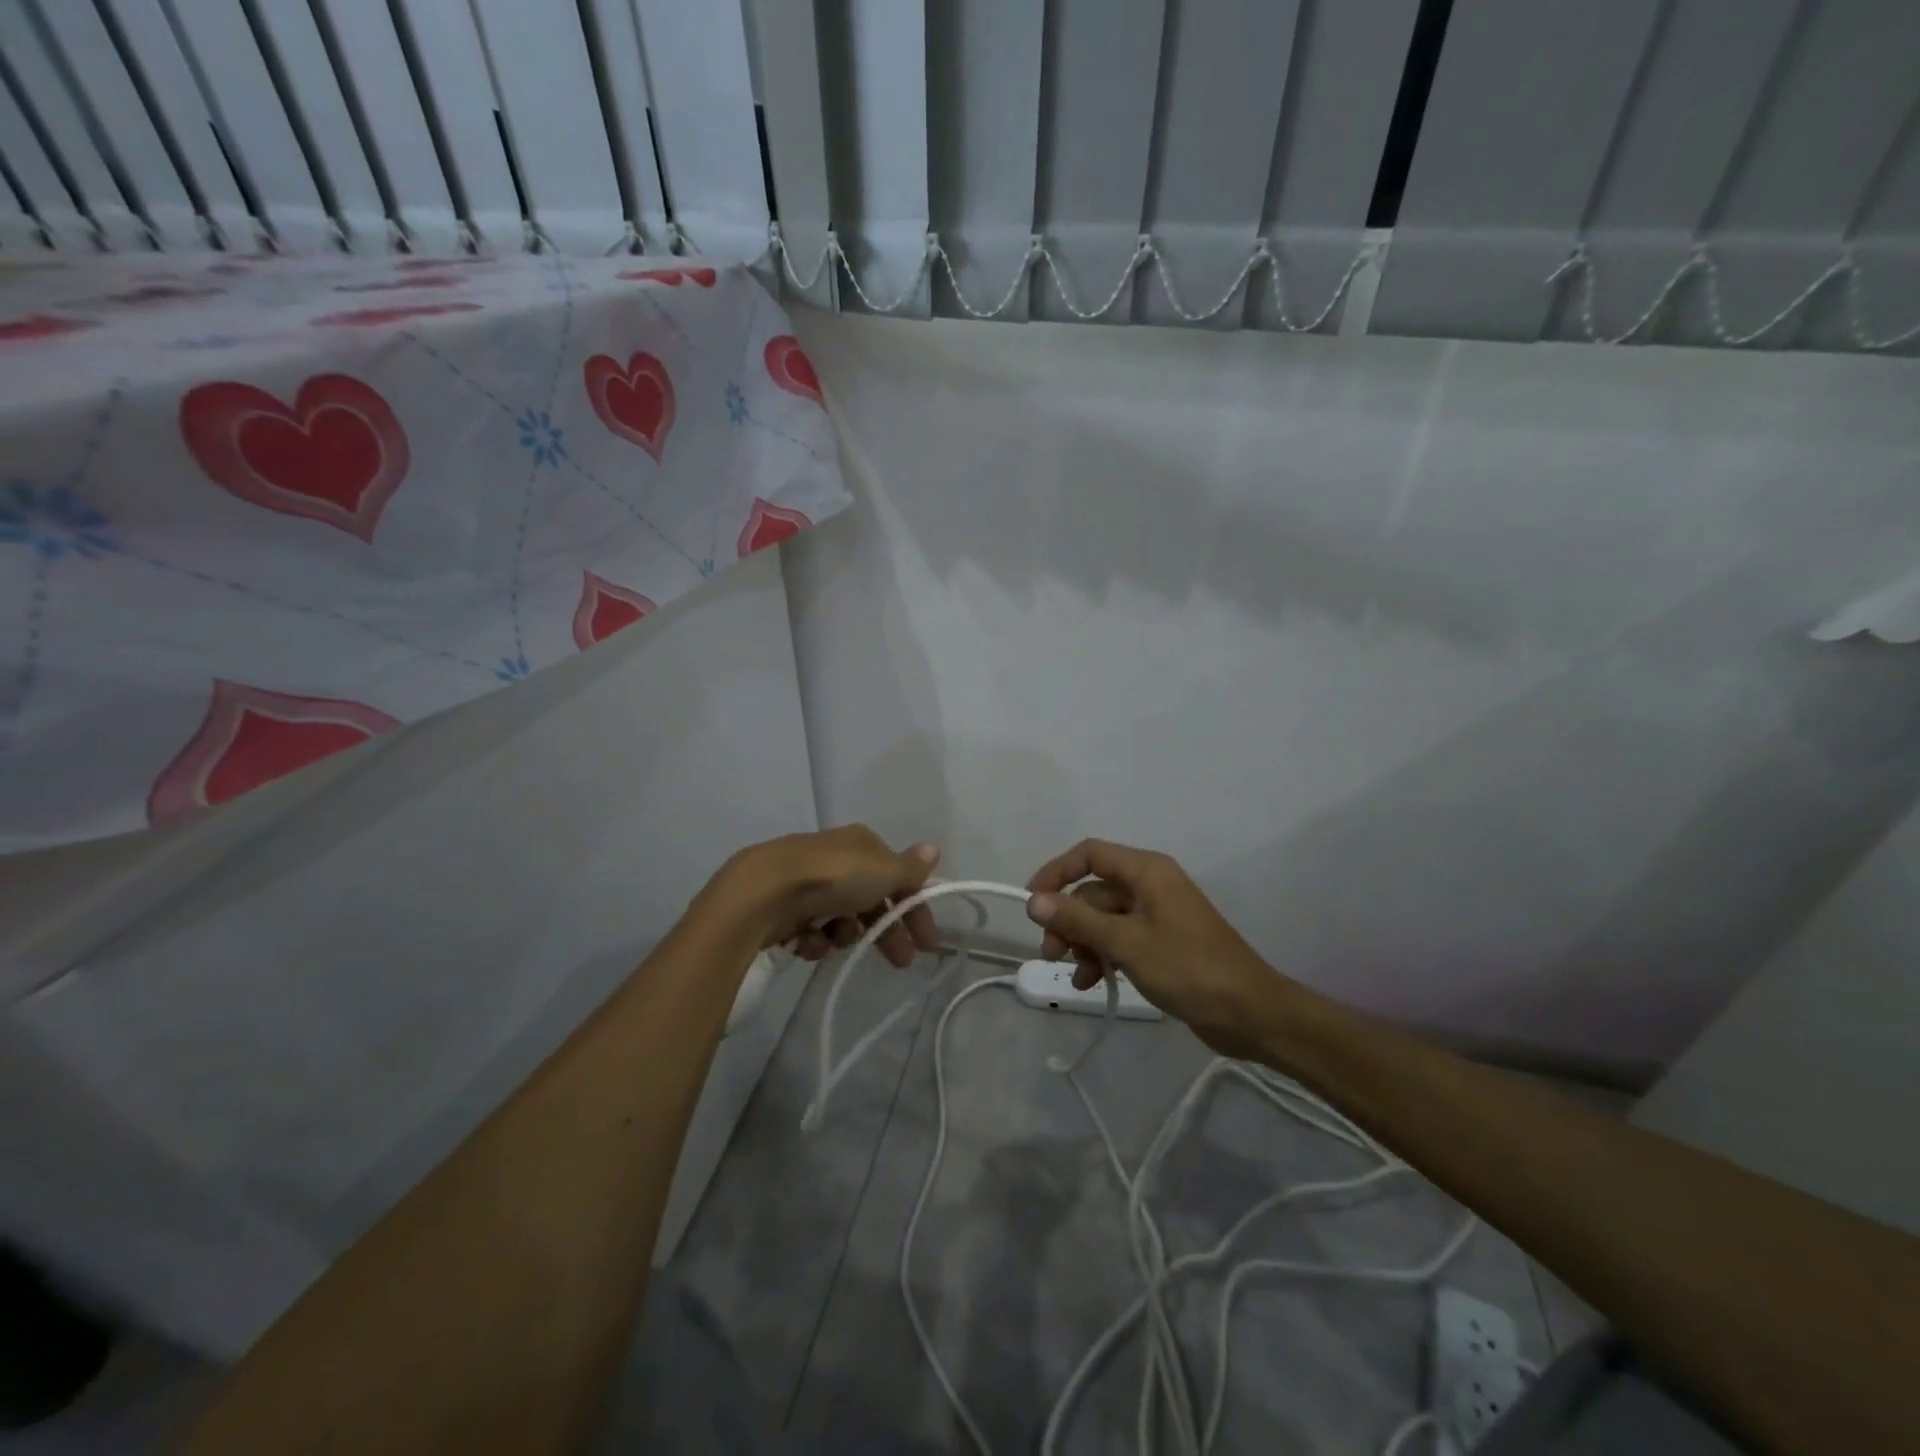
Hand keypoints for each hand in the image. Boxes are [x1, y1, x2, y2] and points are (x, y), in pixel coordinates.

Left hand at [721, 825, 940, 967]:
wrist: (765, 890)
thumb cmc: (834, 876)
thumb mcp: (883, 871)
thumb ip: (910, 868)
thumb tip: (934, 849)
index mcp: (862, 844)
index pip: (897, 876)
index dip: (915, 907)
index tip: (927, 942)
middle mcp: (837, 858)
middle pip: (871, 899)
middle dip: (887, 931)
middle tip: (901, 961)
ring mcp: (809, 882)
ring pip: (841, 917)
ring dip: (847, 934)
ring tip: (839, 943)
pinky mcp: (784, 906)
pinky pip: (811, 928)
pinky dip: (815, 939)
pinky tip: (810, 944)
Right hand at [1025, 839, 1293, 1058]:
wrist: (1250, 1013)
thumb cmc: (1188, 968)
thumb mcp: (1126, 942)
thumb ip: (1077, 919)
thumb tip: (1033, 900)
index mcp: (1147, 871)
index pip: (1090, 854)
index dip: (1056, 872)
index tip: (1032, 902)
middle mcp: (1150, 885)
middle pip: (1094, 890)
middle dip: (1068, 920)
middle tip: (1051, 952)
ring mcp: (1157, 915)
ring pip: (1104, 918)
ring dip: (1084, 943)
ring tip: (1076, 975)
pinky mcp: (1162, 943)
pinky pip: (1120, 939)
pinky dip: (1103, 955)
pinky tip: (1093, 982)